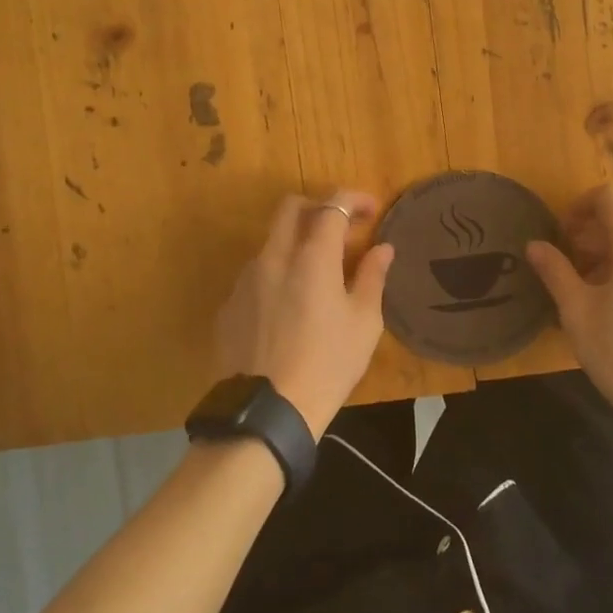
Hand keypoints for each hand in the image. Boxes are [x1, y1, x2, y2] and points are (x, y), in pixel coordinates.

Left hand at [214, 190, 395, 439]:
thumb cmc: (327, 365)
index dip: (353, 199)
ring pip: (271, 242)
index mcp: (312, 257)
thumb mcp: (363, 323)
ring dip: (295, 243)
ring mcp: (246, 280)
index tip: (371, 210)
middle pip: (291, 208)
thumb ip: (372, 277)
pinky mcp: (229, 306)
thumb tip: (382, 248)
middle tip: (340, 228)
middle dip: (318, 207)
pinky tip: (288, 308)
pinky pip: (256, 276)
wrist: (266, 412)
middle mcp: (274, 257)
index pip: (332, 205)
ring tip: (316, 275)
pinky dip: (277, 275)